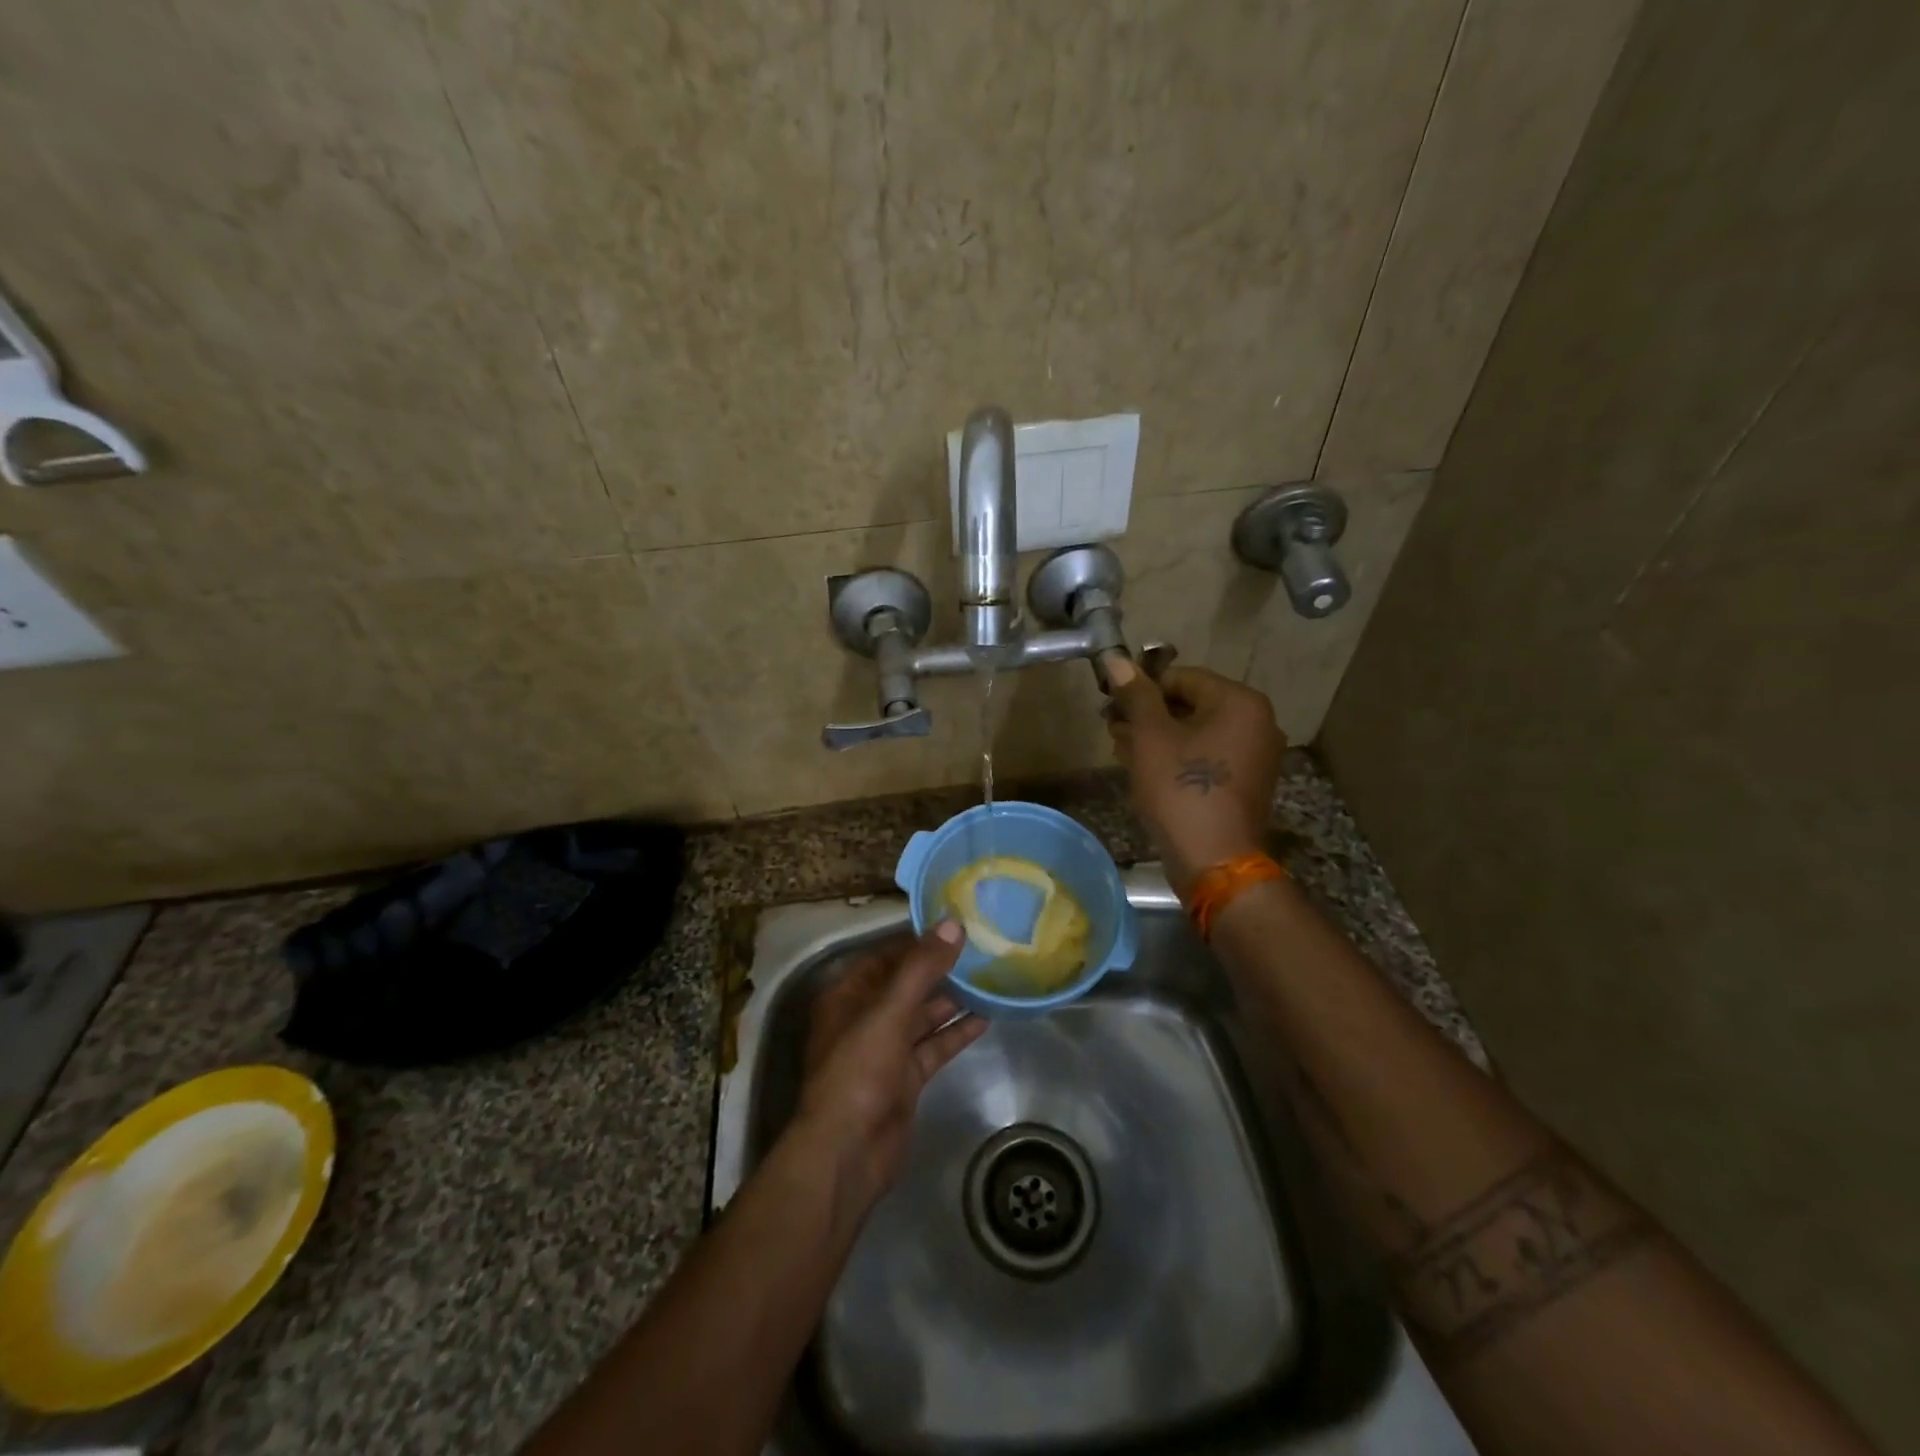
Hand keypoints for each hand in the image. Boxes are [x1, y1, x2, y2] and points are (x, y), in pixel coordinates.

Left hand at [793, 921, 986, 1213]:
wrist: (847, 1153)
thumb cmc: (858, 1071)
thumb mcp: (888, 1012)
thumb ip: (921, 968)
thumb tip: (953, 924)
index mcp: (848, 996)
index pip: (886, 956)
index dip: (918, 941)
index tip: (954, 924)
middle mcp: (864, 1018)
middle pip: (906, 985)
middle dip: (939, 969)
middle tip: (981, 948)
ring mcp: (885, 1050)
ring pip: (922, 1016)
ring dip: (952, 999)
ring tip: (990, 977)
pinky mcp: (905, 1079)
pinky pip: (933, 1046)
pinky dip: (956, 1032)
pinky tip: (986, 1017)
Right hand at [1104, 656, 1286, 895]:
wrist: (1214, 861)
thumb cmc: (1180, 790)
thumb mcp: (1151, 736)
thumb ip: (1136, 695)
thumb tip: (1116, 660)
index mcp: (1240, 702)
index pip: (1182, 677)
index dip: (1142, 689)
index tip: (1110, 705)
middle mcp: (1257, 723)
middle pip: (1191, 705)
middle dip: (1148, 715)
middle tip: (1111, 729)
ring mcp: (1255, 755)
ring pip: (1196, 733)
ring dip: (1157, 737)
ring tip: (1121, 749)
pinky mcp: (1245, 783)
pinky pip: (1207, 757)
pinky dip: (1177, 757)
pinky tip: (1145, 769)